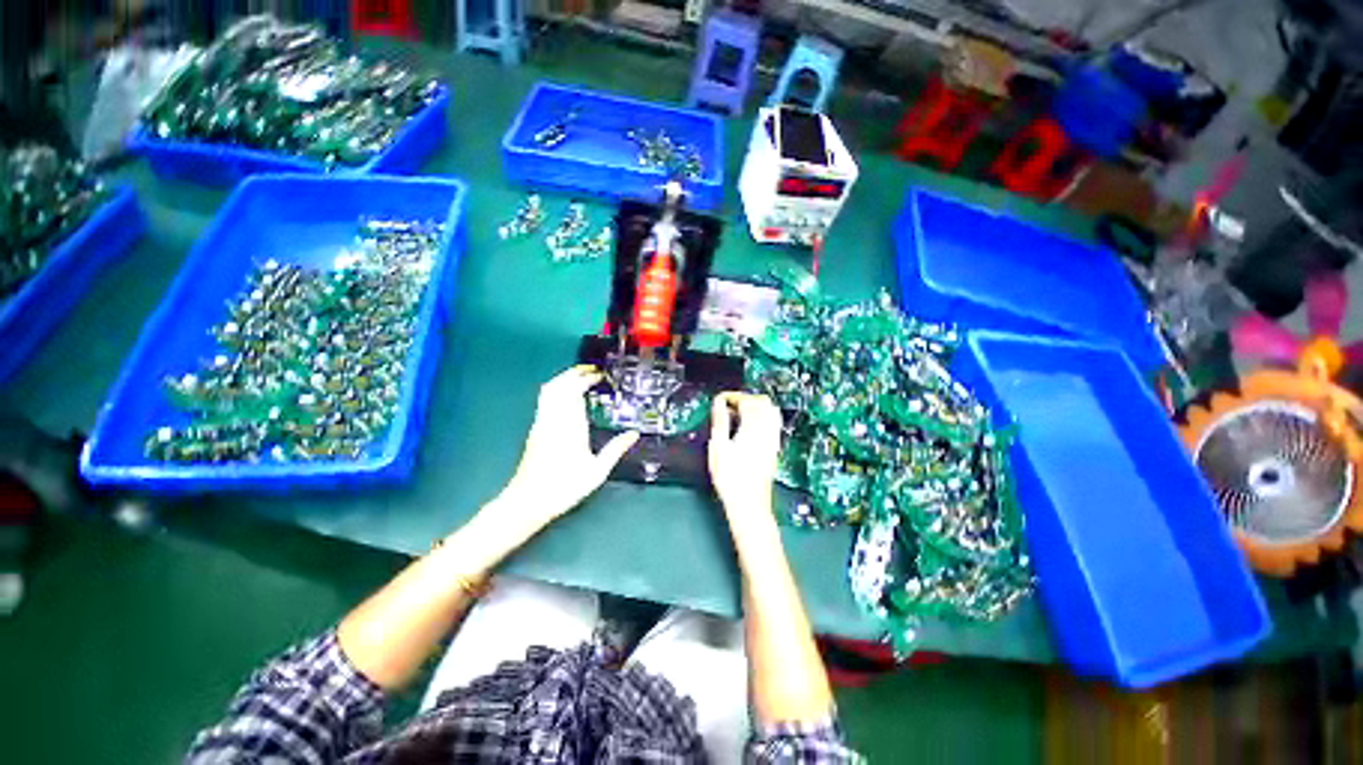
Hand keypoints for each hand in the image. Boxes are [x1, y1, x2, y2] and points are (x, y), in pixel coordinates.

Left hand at [497, 366, 638, 530]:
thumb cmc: (564, 487)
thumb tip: (634, 434)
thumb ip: (616, 449)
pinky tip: (568, 398)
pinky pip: (545, 400)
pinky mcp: (536, 429)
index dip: (586, 378)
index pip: (574, 390)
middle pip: (559, 385)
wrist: (527, 501)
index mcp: (570, 425)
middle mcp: (553, 418)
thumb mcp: (597, 471)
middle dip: (574, 373)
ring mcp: (542, 422)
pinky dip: (557, 390)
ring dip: (564, 379)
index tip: (601, 375)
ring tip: (581, 379)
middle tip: (592, 371)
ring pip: (549, 390)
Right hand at [708, 392, 782, 519]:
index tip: (721, 399)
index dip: (733, 396)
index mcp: (753, 428)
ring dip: (756, 406)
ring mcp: (773, 440)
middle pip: (763, 402)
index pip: (747, 400)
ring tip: (739, 414)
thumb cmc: (730, 477)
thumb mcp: (718, 447)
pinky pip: (773, 424)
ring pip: (771, 411)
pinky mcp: (775, 449)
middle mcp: (767, 431)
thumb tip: (719, 403)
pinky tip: (749, 427)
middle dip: (746, 398)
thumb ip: (720, 421)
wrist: (749, 503)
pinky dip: (762, 418)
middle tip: (730, 405)